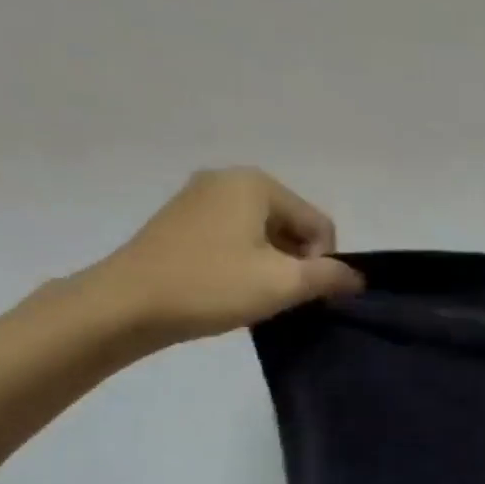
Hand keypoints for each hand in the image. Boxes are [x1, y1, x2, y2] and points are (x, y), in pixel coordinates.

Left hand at [88, 167, 363, 344]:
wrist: (127, 304)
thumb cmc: (211, 286)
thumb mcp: (283, 283)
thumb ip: (330, 276)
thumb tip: (357, 277)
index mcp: (256, 184)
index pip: (319, 225)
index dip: (323, 263)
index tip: (301, 293)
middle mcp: (228, 179)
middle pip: (292, 225)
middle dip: (297, 262)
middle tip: (279, 296)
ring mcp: (200, 198)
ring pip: (263, 234)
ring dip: (272, 266)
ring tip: (254, 295)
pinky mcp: (181, 221)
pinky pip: (235, 238)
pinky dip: (245, 262)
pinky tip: (230, 288)